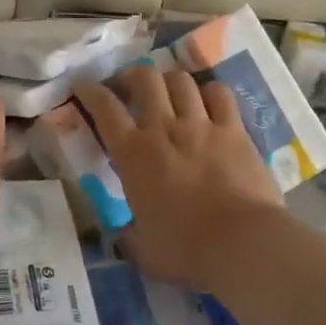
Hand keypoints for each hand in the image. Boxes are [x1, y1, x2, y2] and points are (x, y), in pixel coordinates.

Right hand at [73, 64, 283, 291]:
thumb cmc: (185, 249)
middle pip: (144, 79)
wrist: (242, 244)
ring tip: (168, 92)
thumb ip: (129, 234)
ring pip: (181, 80)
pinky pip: (221, 94)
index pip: (104, 108)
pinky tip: (208, 102)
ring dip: (170, 81)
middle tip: (129, 86)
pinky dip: (210, 92)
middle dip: (132, 75)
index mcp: (133, 155)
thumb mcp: (142, 248)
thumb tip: (124, 231)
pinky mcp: (235, 130)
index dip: (90, 91)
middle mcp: (164, 129)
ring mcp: (201, 125)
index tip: (83, 86)